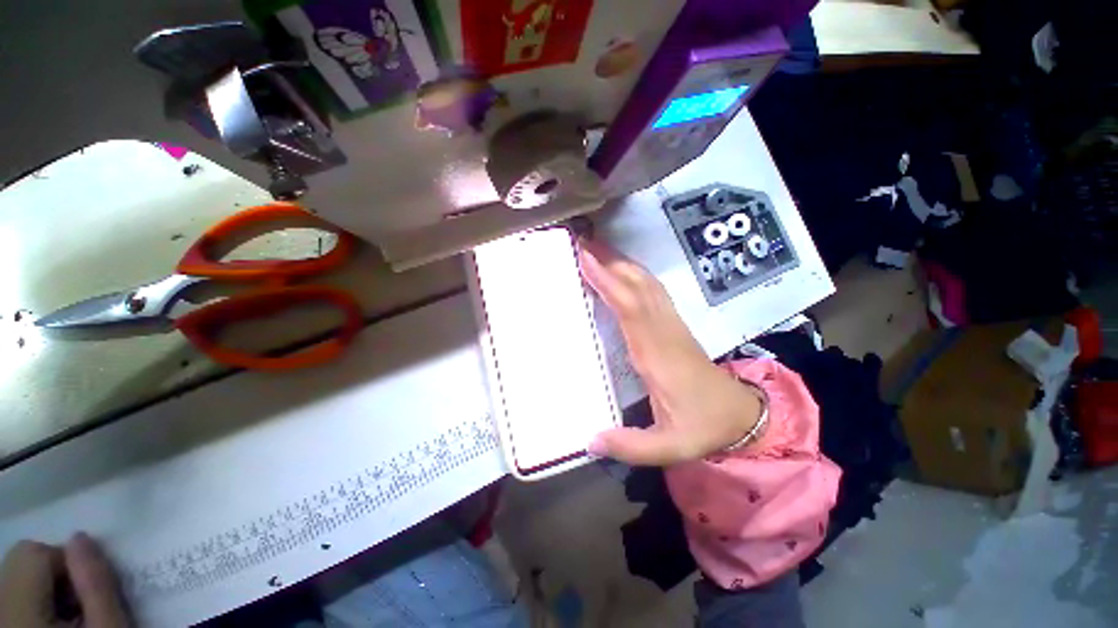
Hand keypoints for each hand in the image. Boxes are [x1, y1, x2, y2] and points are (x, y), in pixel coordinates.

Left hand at [0, 533, 129, 627]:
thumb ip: (95, 581)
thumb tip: (81, 539)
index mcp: (18, 613)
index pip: (35, 553)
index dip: (66, 564)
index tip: (86, 594)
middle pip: (19, 561)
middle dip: (52, 575)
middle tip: (75, 608)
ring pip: (13, 577)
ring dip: (42, 590)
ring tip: (63, 620)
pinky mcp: (1, 620)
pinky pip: (10, 595)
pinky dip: (30, 604)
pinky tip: (48, 624)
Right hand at [579, 239, 762, 465]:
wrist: (738, 414)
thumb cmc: (702, 425)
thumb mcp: (670, 447)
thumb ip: (631, 447)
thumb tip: (590, 441)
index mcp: (657, 354)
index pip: (631, 308)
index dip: (609, 281)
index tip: (585, 259)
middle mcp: (662, 331)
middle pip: (637, 286)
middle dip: (610, 262)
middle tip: (582, 243)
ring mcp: (670, 325)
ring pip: (646, 284)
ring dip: (622, 263)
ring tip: (596, 248)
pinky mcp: (673, 325)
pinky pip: (652, 291)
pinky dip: (634, 274)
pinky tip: (621, 269)